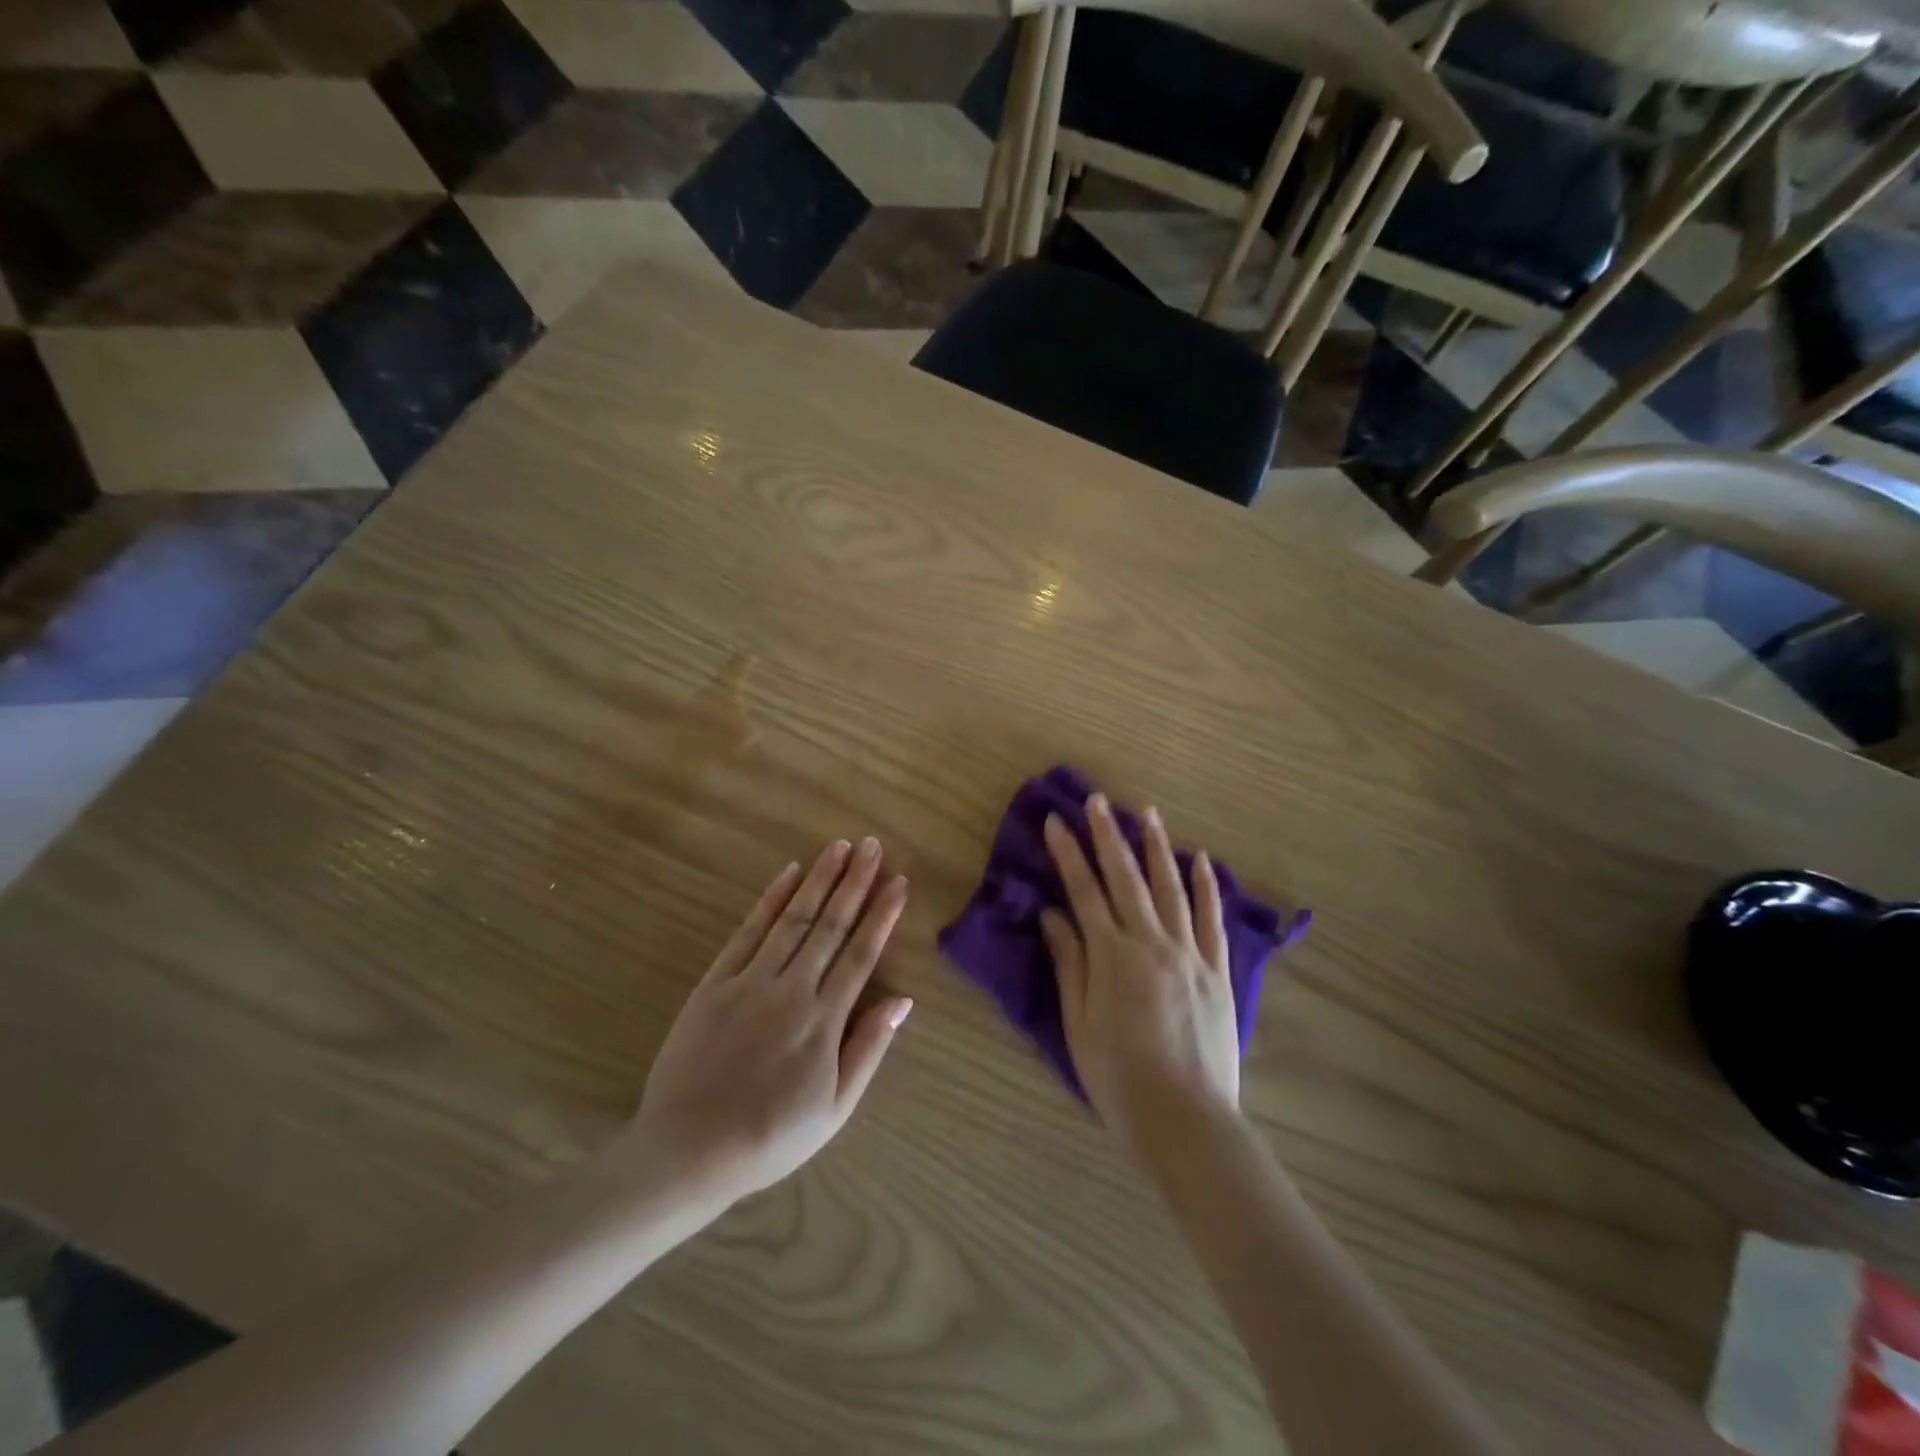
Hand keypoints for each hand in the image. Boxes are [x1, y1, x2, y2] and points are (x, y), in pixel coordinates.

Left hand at [617, 839, 911, 1206]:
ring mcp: (750, 982)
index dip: (883, 915)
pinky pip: (747, 933)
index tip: (899, 881)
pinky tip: (788, 875)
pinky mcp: (715, 983)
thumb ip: (869, 1049)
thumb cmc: (770, 1137)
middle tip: (872, 844)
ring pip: (793, 919)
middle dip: (855, 882)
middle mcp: (792, 990)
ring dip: (819, 880)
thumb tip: (903, 1001)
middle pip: (831, 925)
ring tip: (839, 846)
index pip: (862, 954)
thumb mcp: (834, 1110)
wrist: (686, 1152)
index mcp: (824, 1020)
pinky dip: (770, 901)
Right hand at [1040, 796, 1239, 1155]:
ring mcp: (1190, 954)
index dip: (1069, 853)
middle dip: (1108, 835)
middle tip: (1097, 800)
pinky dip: (1206, 887)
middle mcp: (1152, 943)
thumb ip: (1069, 965)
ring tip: (1147, 813)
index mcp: (1112, 957)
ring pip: (1171, 888)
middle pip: (1126, 878)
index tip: (1057, 821)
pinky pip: (1212, 920)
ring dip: (1156, 848)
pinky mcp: (1218, 972)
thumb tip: (1052, 915)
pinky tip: (1200, 859)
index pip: (1084, 891)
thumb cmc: (1120, 1079)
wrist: (1188, 1122)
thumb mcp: (1079, 1025)